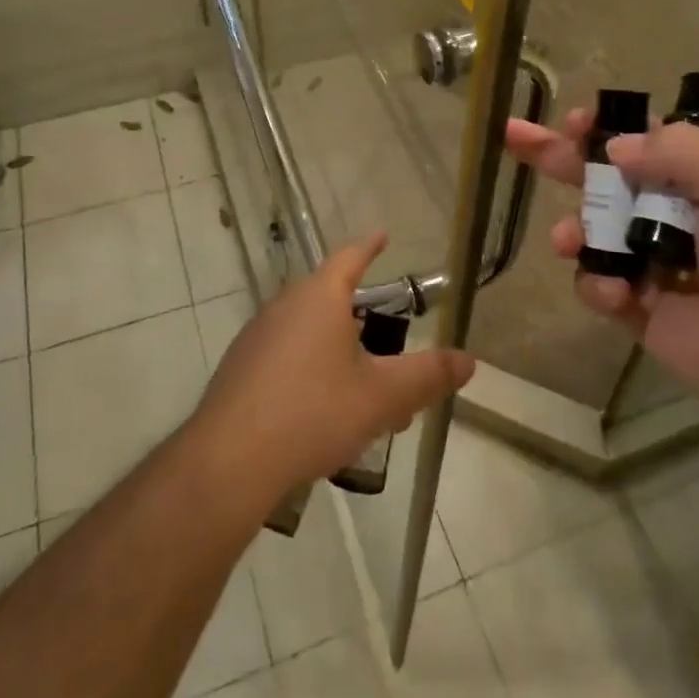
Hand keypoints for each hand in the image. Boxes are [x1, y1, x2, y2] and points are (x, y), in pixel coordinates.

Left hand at [190, 233, 475, 504]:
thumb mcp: (382, 396)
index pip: (350, 258)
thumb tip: (469, 360)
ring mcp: (257, 337)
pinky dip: (312, 369)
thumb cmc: (313, 413)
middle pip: (330, 297)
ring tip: (365, 390)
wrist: (229, 461)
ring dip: (339, 350)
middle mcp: (285, 306)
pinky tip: (323, 412)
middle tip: (391, 342)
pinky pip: (287, 355)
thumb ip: (428, 375)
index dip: (370, 247)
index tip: (382, 236)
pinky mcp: (241, 369)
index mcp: (319, 297)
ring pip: (309, 331)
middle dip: (363, 317)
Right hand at [505, 113, 698, 437]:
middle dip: (555, 156)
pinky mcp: (634, 306)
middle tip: (512, 135)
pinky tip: (618, 298)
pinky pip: (595, 283)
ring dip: (572, 230)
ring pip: (588, 230)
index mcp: (695, 178)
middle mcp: (665, 212)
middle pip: (599, 176)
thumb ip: (678, 153)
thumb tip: (614, 146)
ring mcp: (647, 260)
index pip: (638, 139)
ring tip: (569, 242)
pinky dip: (597, 285)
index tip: (572, 122)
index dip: (602, 127)